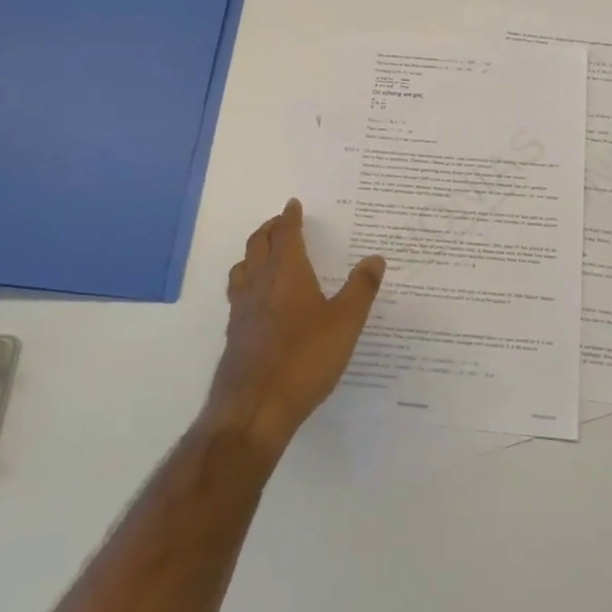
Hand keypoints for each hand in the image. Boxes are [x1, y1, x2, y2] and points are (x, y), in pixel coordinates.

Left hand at [207, 199, 385, 452]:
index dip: (290, 217)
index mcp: (287, 273)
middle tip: (280, 223)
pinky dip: (247, 283)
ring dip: (253, 254)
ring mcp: (241, 310)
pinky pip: (238, 295)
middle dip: (269, 230)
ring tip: (263, 254)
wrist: (254, 407)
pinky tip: (257, 301)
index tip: (293, 204)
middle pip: (258, 245)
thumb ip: (361, 288)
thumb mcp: (346, 322)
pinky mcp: (235, 335)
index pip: (286, 234)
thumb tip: (376, 258)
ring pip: (242, 268)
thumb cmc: (304, 358)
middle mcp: (259, 284)